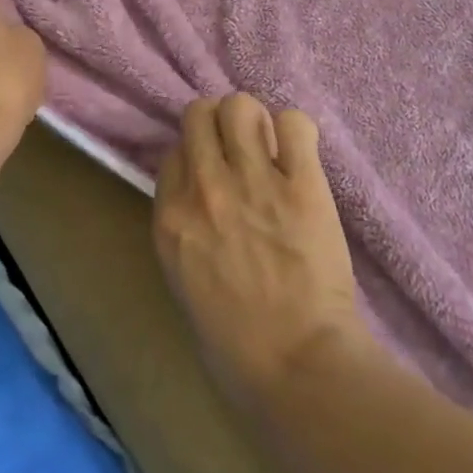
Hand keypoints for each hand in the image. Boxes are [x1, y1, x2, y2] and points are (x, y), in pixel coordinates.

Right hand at [152, 93, 370, 409]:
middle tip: (241, 149)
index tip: (214, 172)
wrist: (298, 367)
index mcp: (171, 217)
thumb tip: (202, 194)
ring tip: (271, 148)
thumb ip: (186, 228)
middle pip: (200, 113)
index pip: (174, 150)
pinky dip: (297, 132)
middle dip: (220, 124)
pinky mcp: (302, 184)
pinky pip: (294, 124)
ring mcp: (253, 181)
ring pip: (242, 106)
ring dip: (255, 120)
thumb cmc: (236, 343)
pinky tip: (301, 156)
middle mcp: (205, 187)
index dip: (196, 156)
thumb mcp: (184, 281)